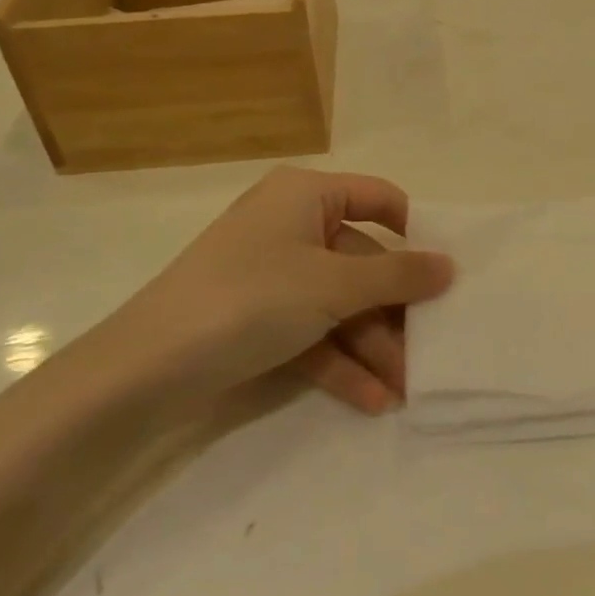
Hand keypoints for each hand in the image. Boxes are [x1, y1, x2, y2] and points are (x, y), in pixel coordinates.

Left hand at [96, 166, 453, 408]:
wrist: (144, 369)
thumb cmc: (251, 298)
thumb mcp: (333, 285)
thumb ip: (397, 276)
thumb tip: (450, 265)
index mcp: (306, 195)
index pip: (378, 198)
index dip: (413, 232)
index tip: (443, 272)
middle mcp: (291, 225)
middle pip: (361, 261)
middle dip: (393, 312)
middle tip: (430, 351)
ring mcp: (273, 274)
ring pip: (338, 304)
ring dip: (372, 346)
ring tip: (405, 389)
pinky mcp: (258, 318)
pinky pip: (311, 332)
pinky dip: (339, 362)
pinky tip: (372, 400)